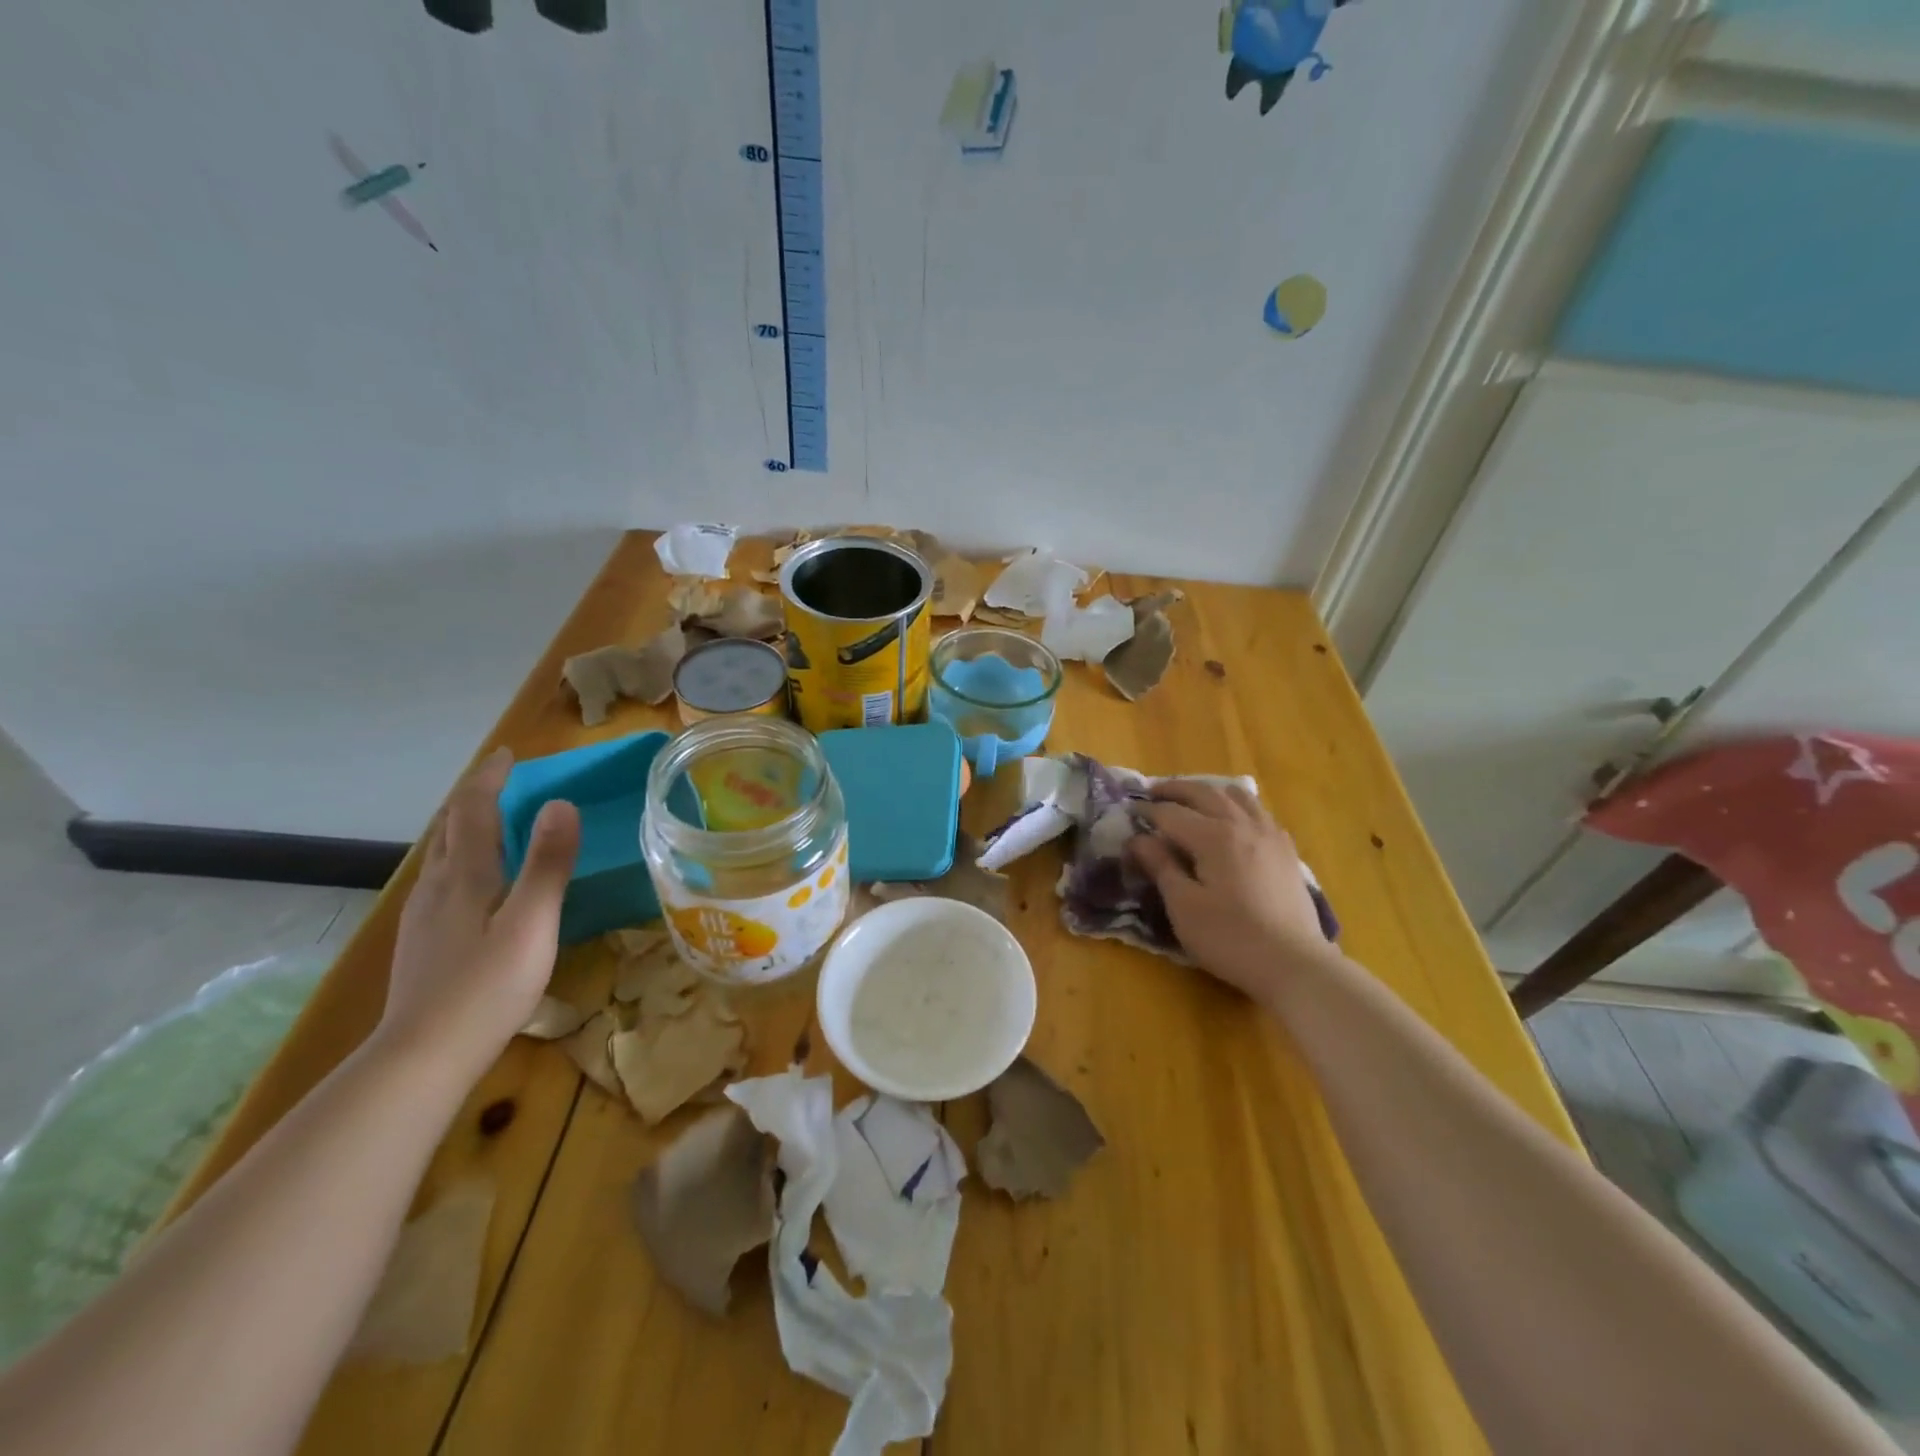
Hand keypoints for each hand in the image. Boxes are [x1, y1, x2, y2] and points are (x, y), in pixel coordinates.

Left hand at [379, 747, 580, 1082]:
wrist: (422, 1057)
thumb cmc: (487, 987)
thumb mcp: (531, 923)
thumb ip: (547, 864)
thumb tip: (561, 802)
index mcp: (464, 876)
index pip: (472, 811)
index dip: (489, 778)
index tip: (508, 755)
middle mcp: (436, 887)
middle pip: (448, 828)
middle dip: (473, 798)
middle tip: (501, 781)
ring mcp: (423, 916)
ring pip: (440, 855)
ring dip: (463, 827)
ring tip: (491, 822)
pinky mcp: (423, 941)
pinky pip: (441, 880)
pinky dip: (460, 858)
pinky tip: (474, 882)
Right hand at [1127, 781, 1328, 1001]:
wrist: (1294, 964)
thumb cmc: (1230, 937)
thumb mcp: (1183, 906)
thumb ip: (1160, 866)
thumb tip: (1138, 839)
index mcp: (1213, 836)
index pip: (1171, 813)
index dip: (1147, 811)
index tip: (1129, 811)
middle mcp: (1242, 824)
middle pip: (1204, 793)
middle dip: (1175, 790)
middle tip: (1152, 793)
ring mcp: (1270, 835)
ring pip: (1237, 796)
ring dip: (1209, 791)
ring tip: (1192, 799)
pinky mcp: (1287, 851)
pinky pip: (1259, 812)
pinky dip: (1238, 805)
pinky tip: (1234, 821)